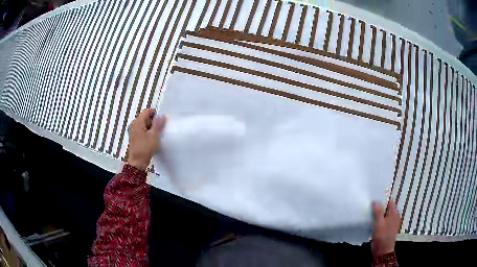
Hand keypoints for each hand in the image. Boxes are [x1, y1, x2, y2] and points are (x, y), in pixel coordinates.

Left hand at [127, 108, 165, 171]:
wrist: (138, 162)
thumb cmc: (144, 149)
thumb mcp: (154, 135)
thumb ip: (158, 123)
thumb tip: (161, 116)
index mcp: (138, 122)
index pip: (147, 111)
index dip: (155, 113)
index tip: (161, 119)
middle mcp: (134, 125)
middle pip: (145, 118)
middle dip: (153, 122)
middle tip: (160, 129)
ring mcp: (134, 131)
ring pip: (144, 125)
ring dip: (151, 128)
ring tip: (156, 135)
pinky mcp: (135, 137)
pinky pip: (143, 131)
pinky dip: (148, 133)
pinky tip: (152, 139)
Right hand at [371, 200, 400, 257]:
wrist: (382, 250)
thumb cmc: (382, 235)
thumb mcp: (379, 223)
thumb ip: (378, 211)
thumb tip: (375, 200)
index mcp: (394, 213)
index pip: (390, 202)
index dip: (383, 199)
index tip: (375, 198)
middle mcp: (394, 216)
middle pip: (387, 208)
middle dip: (380, 207)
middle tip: (370, 205)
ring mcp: (390, 223)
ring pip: (384, 215)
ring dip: (378, 214)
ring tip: (370, 212)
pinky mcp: (386, 229)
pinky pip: (382, 221)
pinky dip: (378, 220)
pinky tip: (372, 221)